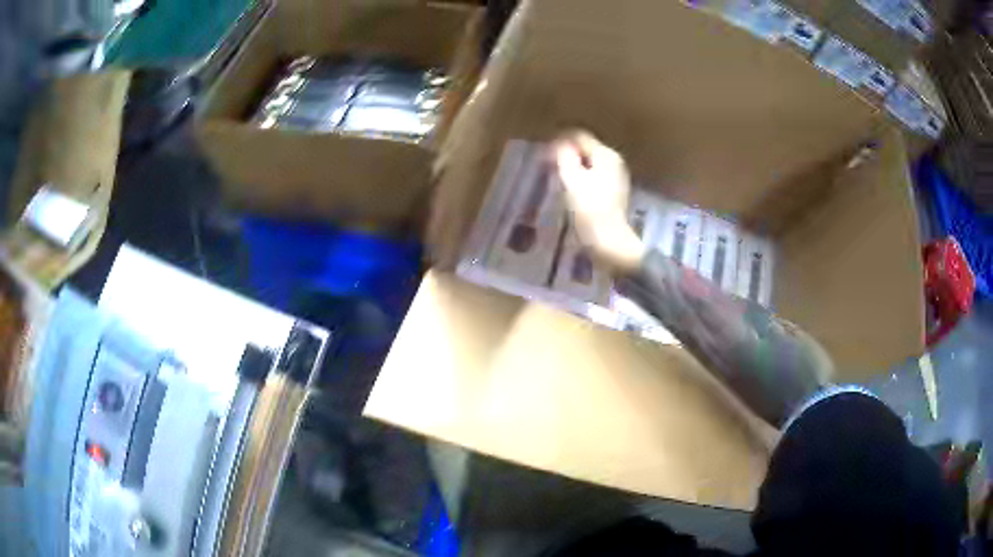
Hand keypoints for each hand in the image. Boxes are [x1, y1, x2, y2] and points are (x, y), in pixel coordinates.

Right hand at [552, 130, 644, 270]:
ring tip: (555, 178)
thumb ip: (564, 156)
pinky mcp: (613, 193)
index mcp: (605, 155)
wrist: (610, 243)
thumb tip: (558, 143)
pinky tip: (570, 191)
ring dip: (572, 167)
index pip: (579, 136)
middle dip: (566, 154)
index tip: (543, 154)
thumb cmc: (590, 210)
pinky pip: (593, 177)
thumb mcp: (572, 179)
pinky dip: (580, 179)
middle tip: (547, 166)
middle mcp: (614, 162)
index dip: (558, 141)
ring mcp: (616, 178)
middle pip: (585, 149)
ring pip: (589, 163)